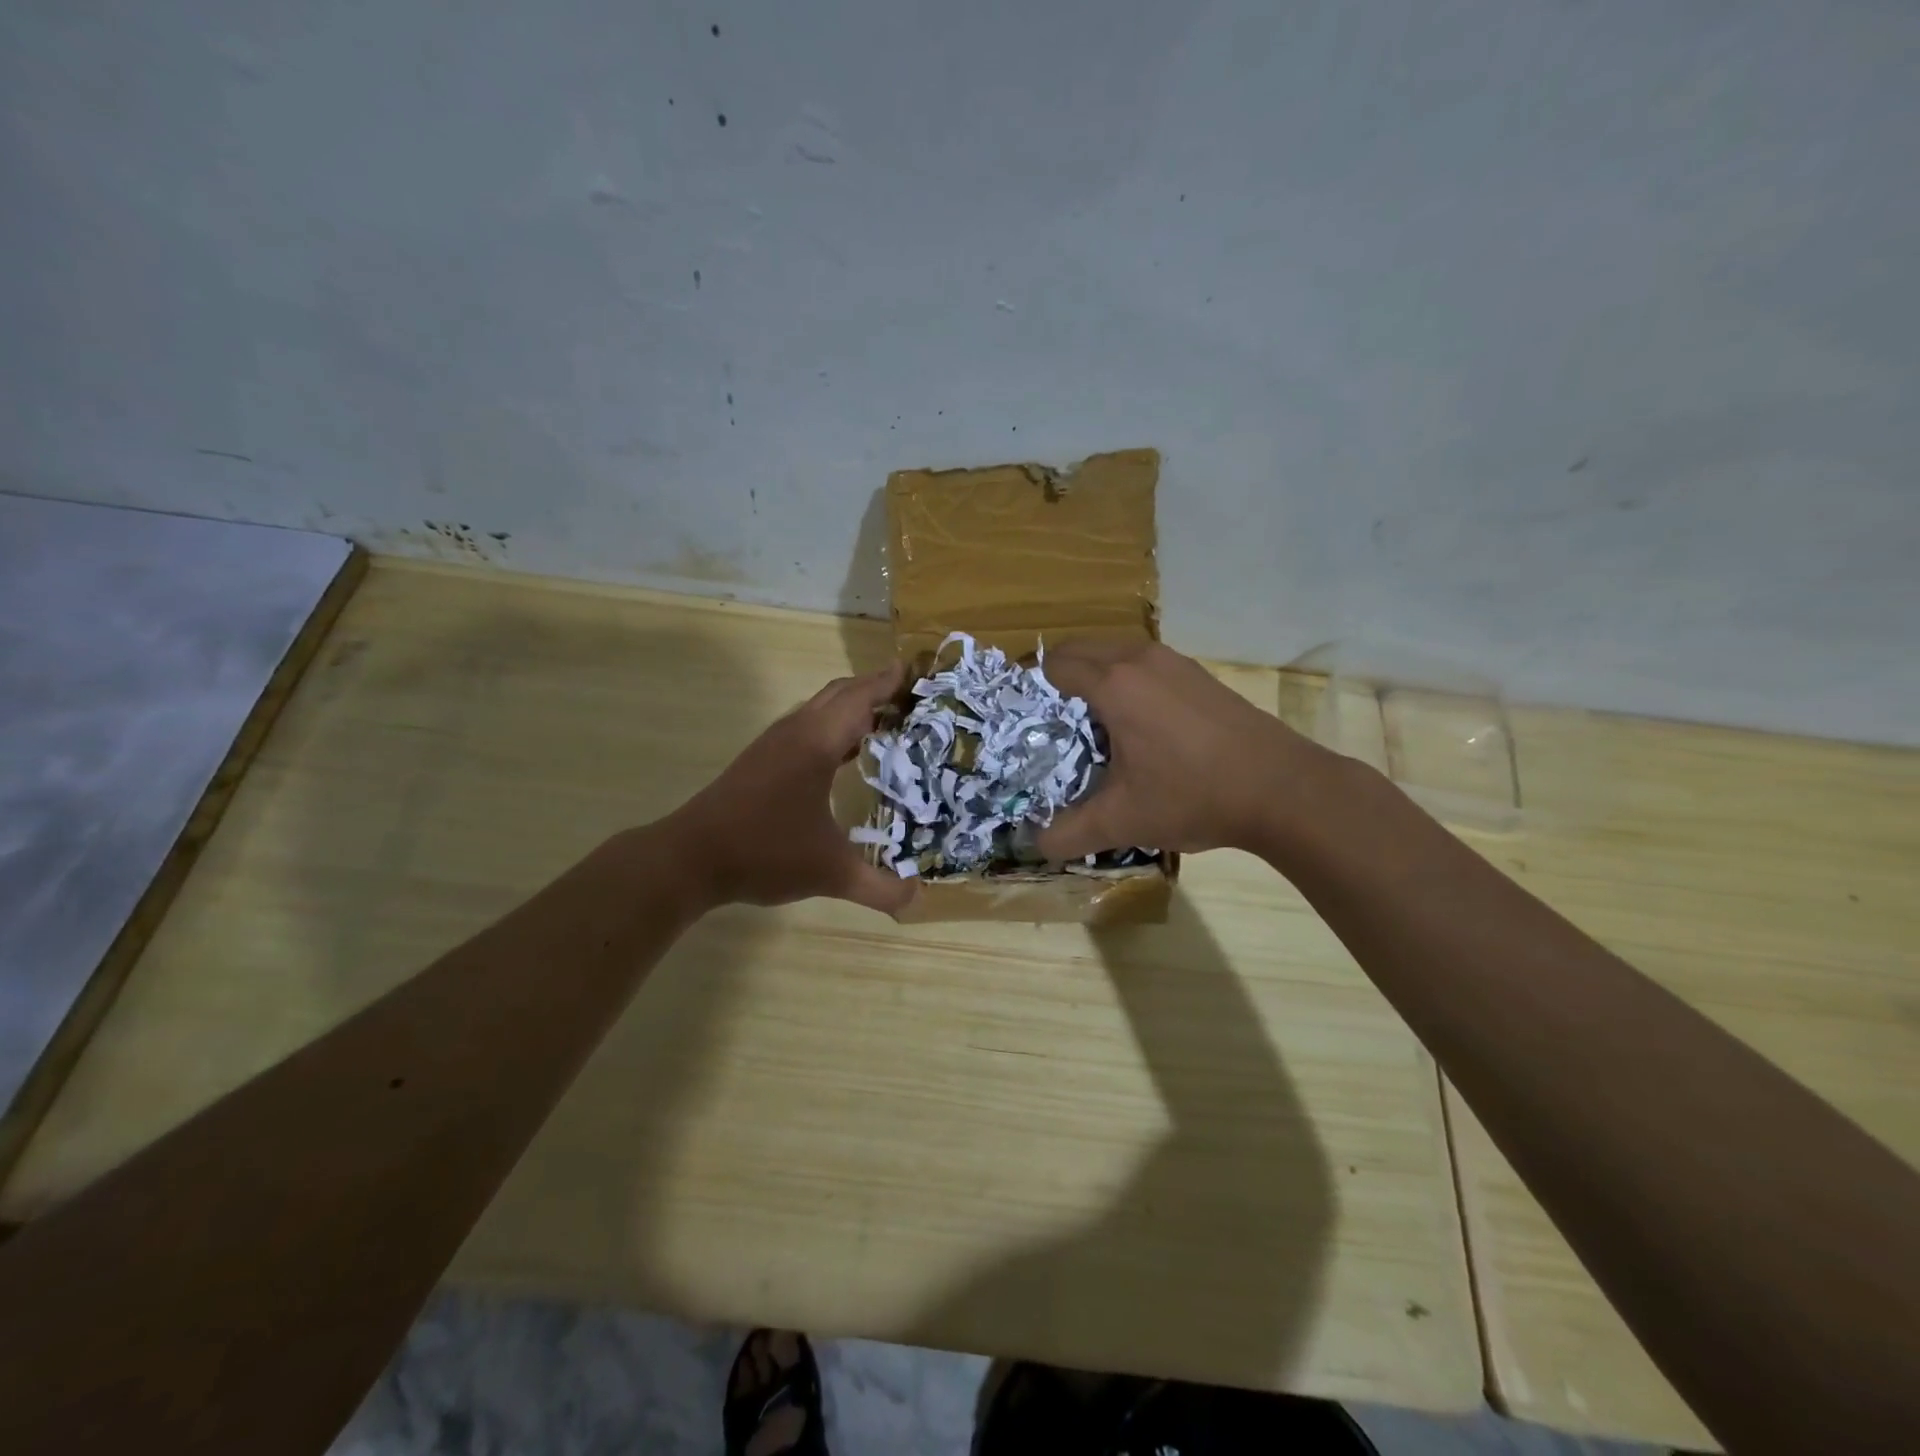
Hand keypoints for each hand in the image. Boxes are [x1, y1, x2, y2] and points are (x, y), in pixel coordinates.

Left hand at [666, 664, 913, 914]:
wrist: (690, 857)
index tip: (917, 671)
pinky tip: (846, 756)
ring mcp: (774, 743)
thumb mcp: (830, 873)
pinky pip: (807, 727)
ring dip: (852, 708)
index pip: (861, 698)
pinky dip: (833, 728)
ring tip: (887, 723)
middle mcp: (796, 732)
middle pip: (841, 694)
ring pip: (820, 709)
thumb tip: (917, 899)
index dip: (889, 683)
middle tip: (911, 699)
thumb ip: (879, 888)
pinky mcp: (761, 759)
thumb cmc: (764, 852)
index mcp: (816, 743)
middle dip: (876, 690)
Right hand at [1036, 640, 1326, 859]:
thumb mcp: (1123, 821)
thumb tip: (1035, 845)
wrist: (1283, 789)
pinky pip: (1145, 664)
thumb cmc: (1193, 796)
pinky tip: (1142, 727)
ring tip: (1096, 726)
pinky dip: (1128, 682)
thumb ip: (1068, 832)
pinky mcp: (1199, 674)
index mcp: (1113, 684)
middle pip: (1080, 649)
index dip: (1034, 688)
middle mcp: (1139, 659)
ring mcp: (1174, 662)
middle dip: (1060, 679)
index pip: (1054, 664)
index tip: (1029, 721)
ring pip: (1114, 653)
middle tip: (1056, 725)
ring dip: (1096, 678)